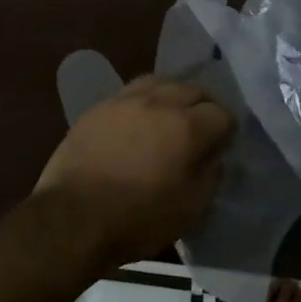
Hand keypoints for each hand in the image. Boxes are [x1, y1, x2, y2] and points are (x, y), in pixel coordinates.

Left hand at [33, 77, 234, 267]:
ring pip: (161, 83)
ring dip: (173, 96)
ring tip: (170, 117)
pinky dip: (144, 101)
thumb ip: (210, 177)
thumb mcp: (190, 210)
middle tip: (201, 130)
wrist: (73, 218)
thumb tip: (214, 158)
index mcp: (187, 127)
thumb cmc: (137, 219)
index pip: (222, 114)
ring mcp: (125, 100)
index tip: (223, 146)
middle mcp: (159, 102)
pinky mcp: (99, 107)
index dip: (227, 131)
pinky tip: (139, 120)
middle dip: (204, 108)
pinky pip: (131, 92)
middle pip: (193, 90)